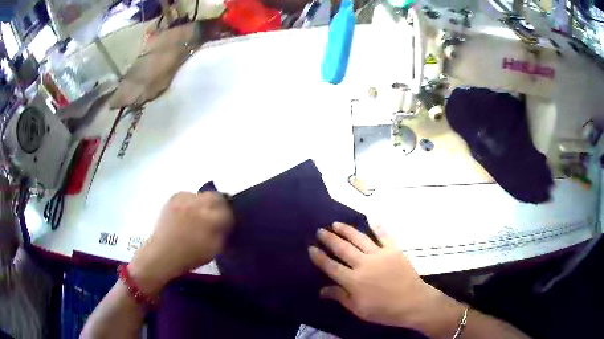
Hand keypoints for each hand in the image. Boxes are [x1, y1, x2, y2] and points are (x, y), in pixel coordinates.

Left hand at [129, 192, 233, 294]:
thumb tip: (226, 225)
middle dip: (219, 206)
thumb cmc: (190, 256)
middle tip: (216, 216)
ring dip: (204, 203)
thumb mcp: (214, 250)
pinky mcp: (173, 198)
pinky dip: (190, 202)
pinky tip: (187, 212)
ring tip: (200, 214)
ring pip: (201, 195)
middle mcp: (198, 205)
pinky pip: (187, 195)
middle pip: (216, 197)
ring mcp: (184, 200)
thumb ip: (223, 234)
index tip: (227, 224)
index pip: (227, 211)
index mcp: (210, 219)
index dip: (229, 218)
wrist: (163, 254)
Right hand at [309, 223, 464, 335]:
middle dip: (329, 239)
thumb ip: (340, 297)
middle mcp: (363, 264)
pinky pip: (384, 235)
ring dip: (346, 230)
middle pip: (342, 248)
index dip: (319, 257)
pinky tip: (371, 219)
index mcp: (353, 280)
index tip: (311, 248)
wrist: (412, 302)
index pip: (331, 266)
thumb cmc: (383, 310)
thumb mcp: (358, 309)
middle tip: (320, 231)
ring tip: (336, 224)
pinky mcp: (394, 250)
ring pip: (359, 239)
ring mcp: (379, 254)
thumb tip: (322, 290)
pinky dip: (377, 226)